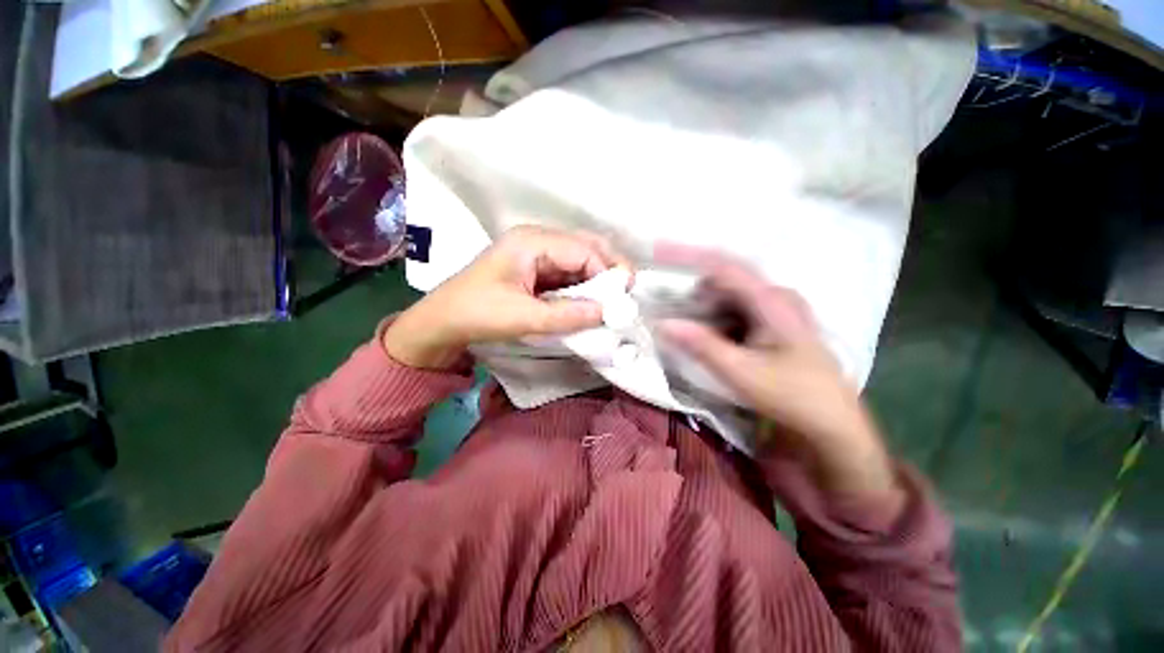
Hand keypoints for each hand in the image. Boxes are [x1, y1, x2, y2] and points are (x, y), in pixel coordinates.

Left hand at [384, 226, 629, 368]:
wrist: (443, 322)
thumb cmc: (477, 313)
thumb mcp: (523, 317)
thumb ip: (567, 315)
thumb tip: (608, 312)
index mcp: (532, 241)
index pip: (583, 250)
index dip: (608, 271)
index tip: (624, 299)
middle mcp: (537, 240)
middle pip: (585, 247)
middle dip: (608, 269)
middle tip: (624, 295)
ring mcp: (536, 254)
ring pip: (578, 261)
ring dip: (596, 281)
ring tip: (611, 303)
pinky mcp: (535, 269)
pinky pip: (567, 274)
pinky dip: (582, 287)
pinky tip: (590, 303)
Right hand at [655, 245, 897, 500]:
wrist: (832, 427)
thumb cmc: (792, 396)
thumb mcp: (741, 372)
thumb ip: (701, 345)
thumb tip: (662, 323)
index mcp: (772, 300)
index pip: (723, 265)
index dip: (687, 254)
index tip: (656, 249)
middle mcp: (775, 297)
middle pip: (723, 279)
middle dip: (689, 286)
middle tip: (660, 297)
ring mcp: (775, 312)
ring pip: (727, 297)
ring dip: (700, 305)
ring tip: (675, 317)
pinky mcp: (771, 327)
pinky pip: (734, 312)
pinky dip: (712, 318)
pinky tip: (701, 334)